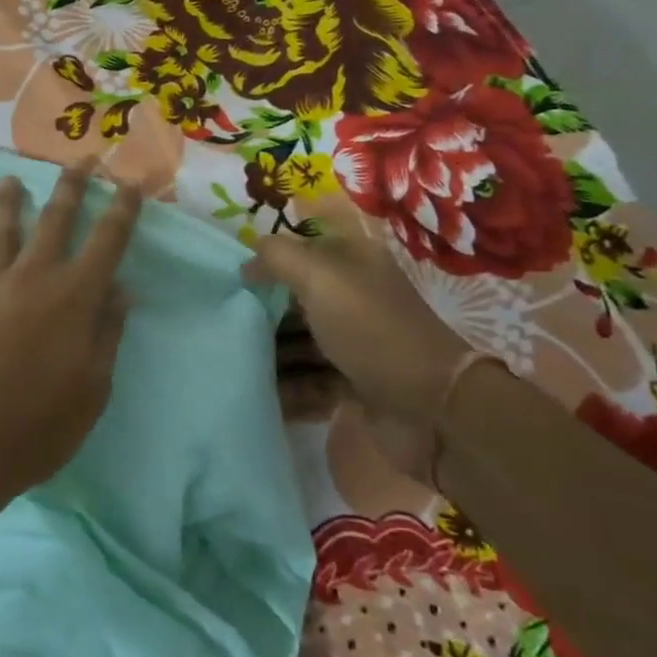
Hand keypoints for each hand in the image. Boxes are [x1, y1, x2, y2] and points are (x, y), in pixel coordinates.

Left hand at [0, 159, 142, 502]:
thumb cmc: (40, 424)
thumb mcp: (93, 387)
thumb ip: (107, 334)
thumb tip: (121, 291)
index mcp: (75, 297)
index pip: (107, 242)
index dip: (121, 211)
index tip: (128, 184)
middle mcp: (33, 280)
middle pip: (55, 222)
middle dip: (70, 189)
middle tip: (78, 161)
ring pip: (1, 235)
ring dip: (6, 205)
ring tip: (7, 180)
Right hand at [242, 203, 471, 473]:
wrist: (430, 408)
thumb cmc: (371, 329)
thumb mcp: (321, 278)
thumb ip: (279, 258)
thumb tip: (248, 260)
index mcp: (354, 263)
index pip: (303, 248)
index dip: (270, 257)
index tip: (232, 274)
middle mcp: (354, 298)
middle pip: (297, 297)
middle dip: (263, 308)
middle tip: (226, 320)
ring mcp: (355, 342)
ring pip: (300, 340)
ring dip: (271, 351)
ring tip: (236, 359)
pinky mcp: (353, 383)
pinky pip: (309, 379)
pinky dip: (287, 386)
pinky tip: (260, 391)